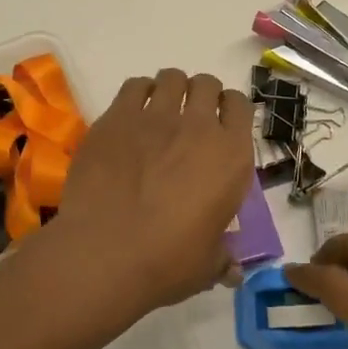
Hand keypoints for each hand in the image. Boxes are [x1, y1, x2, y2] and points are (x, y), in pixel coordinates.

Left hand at [53, 69, 255, 316]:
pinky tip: (132, 113)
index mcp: (231, 157)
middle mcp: (199, 127)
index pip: (241, 106)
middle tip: (189, 119)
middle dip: (201, 95)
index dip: (231, 110)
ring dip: (171, 89)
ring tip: (160, 111)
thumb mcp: (207, 265)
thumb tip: (233, 271)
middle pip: (207, 84)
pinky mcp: (117, 117)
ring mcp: (156, 117)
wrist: (106, 252)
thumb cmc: (167, 262)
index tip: (221, 122)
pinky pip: (134, 86)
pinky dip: (138, 93)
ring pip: (172, 78)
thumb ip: (222, 257)